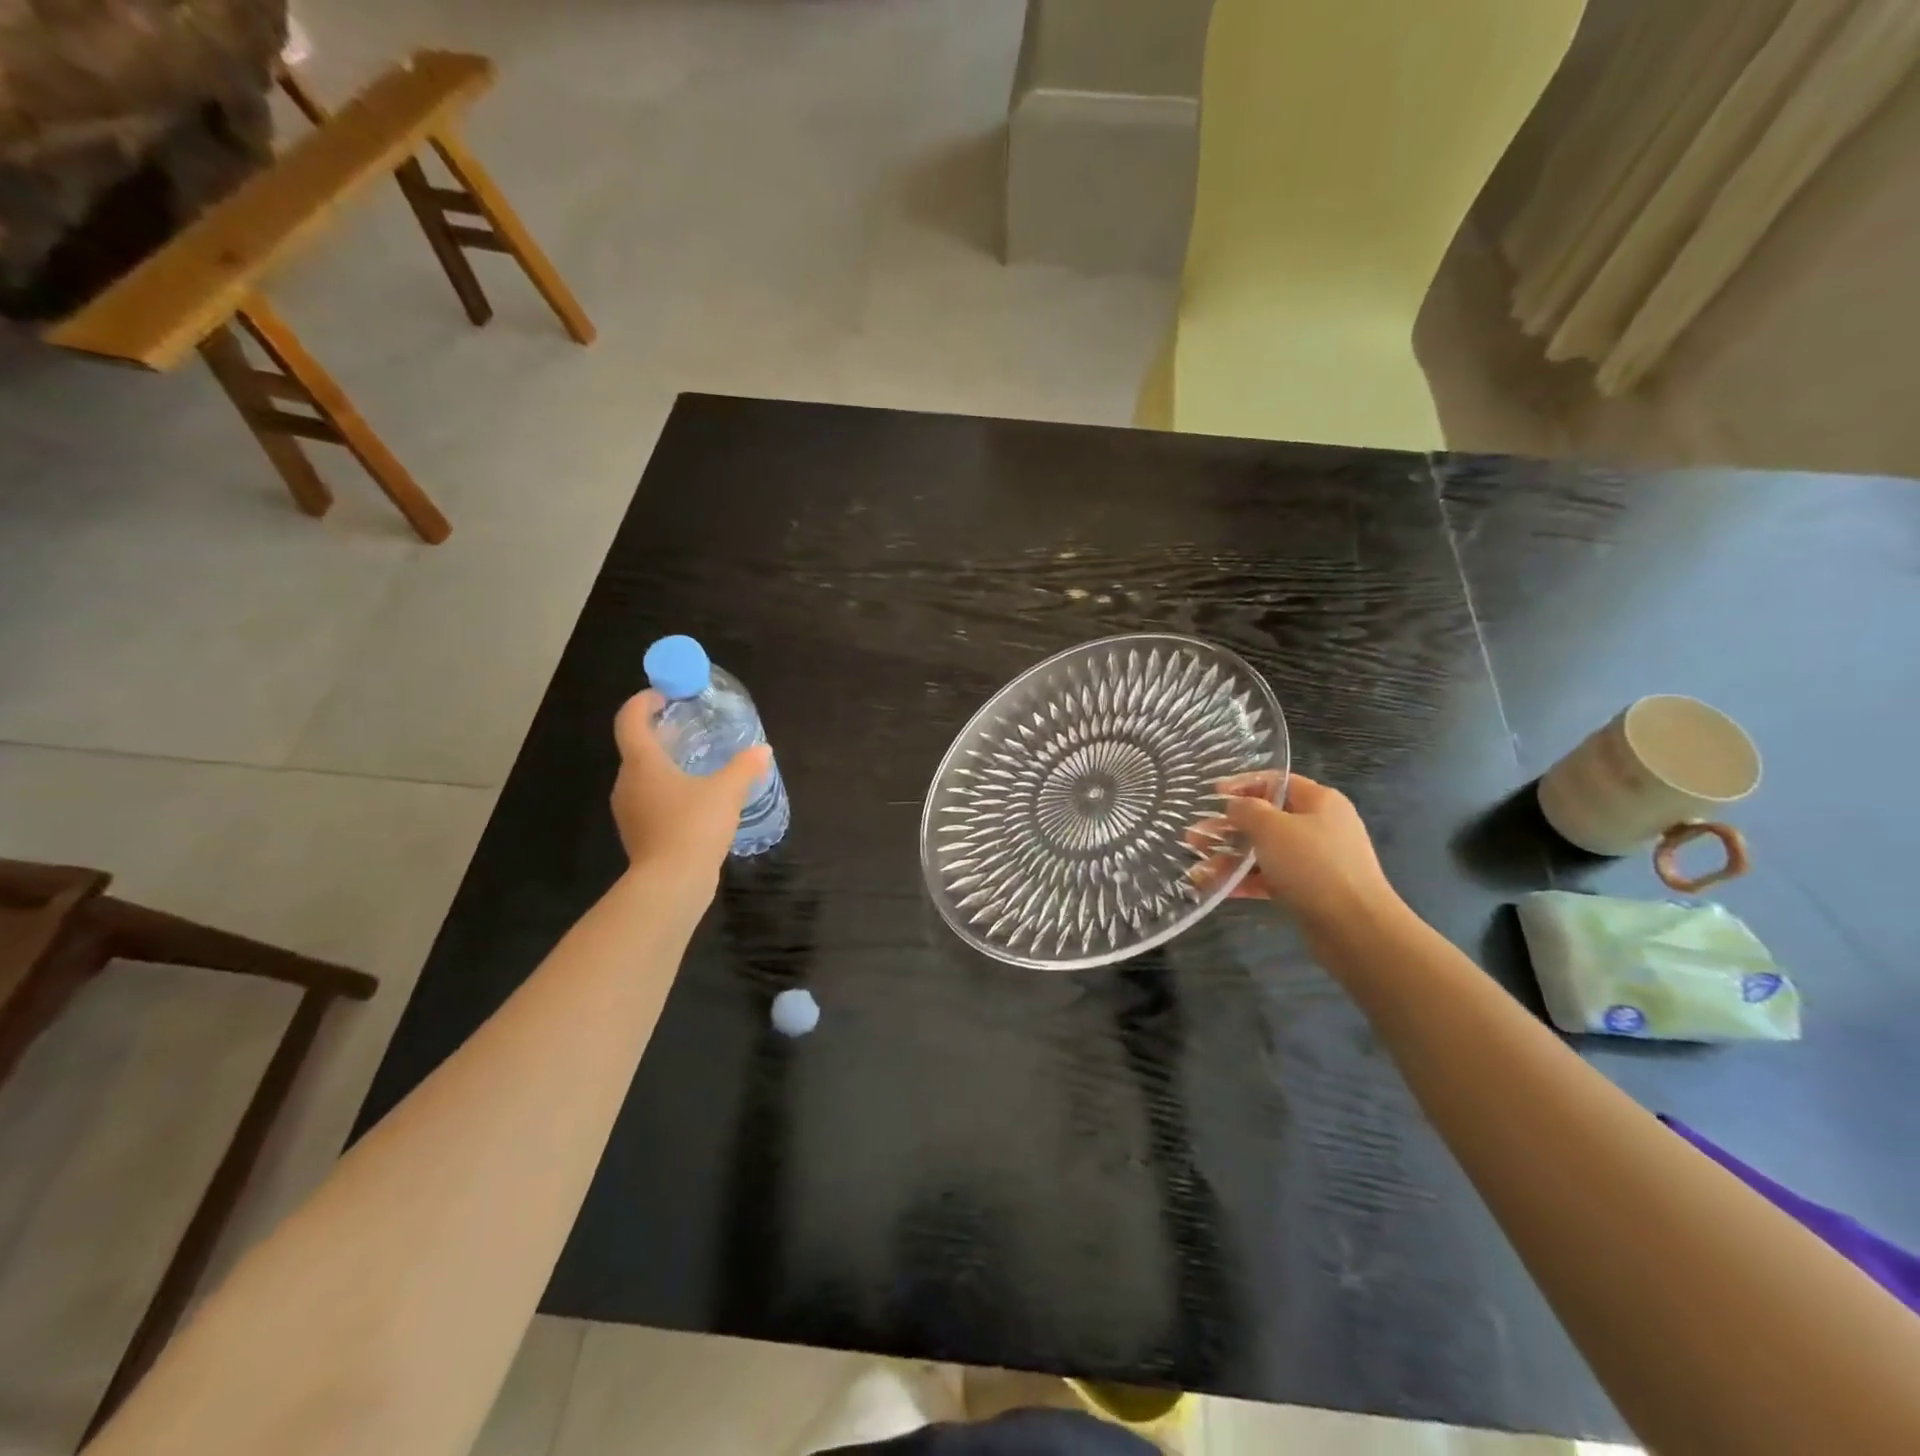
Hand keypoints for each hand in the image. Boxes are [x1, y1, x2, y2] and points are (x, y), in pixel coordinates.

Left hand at [610, 692, 772, 876]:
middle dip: (660, 734)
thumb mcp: (727, 792)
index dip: (643, 702)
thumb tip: (763, 750)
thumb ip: (745, 767)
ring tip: (696, 766)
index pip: (629, 720)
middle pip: (636, 748)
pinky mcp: (638, 834)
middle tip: (689, 729)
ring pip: (642, 777)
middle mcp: (628, 782)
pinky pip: (650, 802)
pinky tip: (695, 802)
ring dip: (664, 766)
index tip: (664, 696)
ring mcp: (629, 811)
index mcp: (642, 763)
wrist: (671, 884)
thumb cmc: (693, 826)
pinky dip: (667, 792)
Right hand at [1192, 772, 1402, 939]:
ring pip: (1264, 852)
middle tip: (1194, 836)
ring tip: (1196, 866)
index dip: (1242, 785)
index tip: (1211, 795)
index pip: (1277, 782)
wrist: (1355, 929)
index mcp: (1319, 802)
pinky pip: (1269, 878)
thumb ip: (1247, 810)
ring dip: (1229, 857)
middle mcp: (1319, 827)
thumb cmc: (1313, 865)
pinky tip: (1214, 887)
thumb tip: (1234, 806)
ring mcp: (1314, 861)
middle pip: (1266, 819)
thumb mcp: (1272, 828)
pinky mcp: (1308, 891)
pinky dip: (1243, 881)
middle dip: (1227, 828)